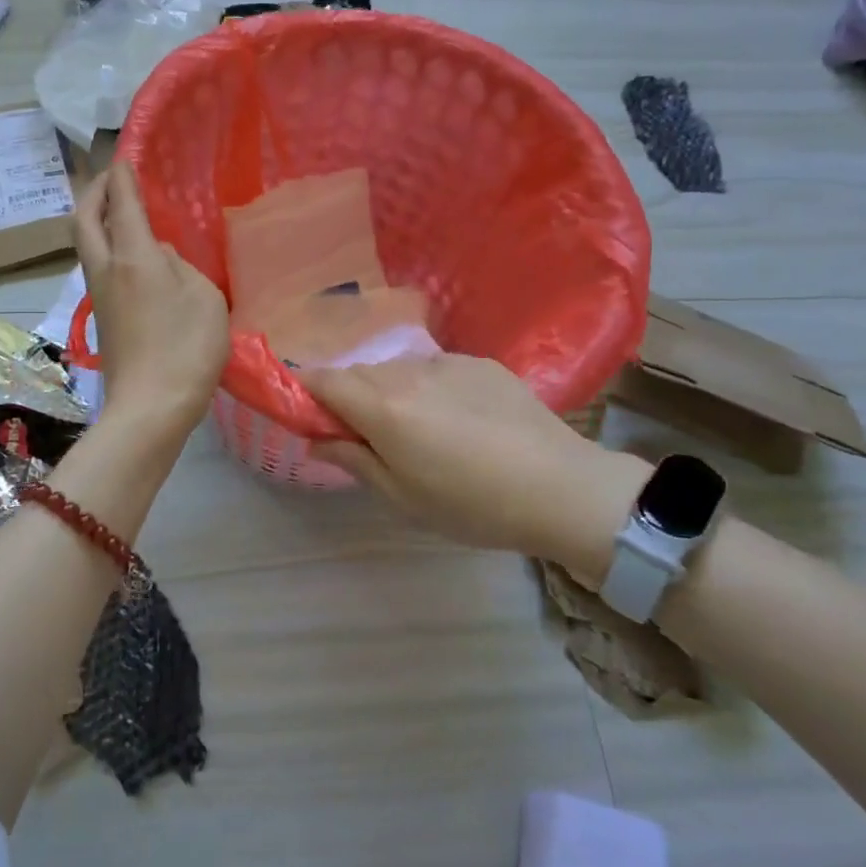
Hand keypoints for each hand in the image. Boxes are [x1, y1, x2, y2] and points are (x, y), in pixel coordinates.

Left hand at [73, 160, 228, 444]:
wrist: (150, 408)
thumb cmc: (186, 348)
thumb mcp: (204, 297)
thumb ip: (182, 267)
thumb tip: (159, 256)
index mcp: (132, 256)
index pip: (121, 202)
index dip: (122, 176)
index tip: (124, 157)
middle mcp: (106, 269)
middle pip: (83, 218)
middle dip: (93, 191)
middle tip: (111, 179)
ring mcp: (100, 295)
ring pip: (86, 244)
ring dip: (96, 219)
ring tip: (121, 211)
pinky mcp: (103, 317)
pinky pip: (98, 266)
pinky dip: (106, 245)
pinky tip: (132, 253)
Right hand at [299, 355, 649, 582]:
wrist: (561, 487)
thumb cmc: (473, 505)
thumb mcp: (403, 497)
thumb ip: (353, 460)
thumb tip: (316, 441)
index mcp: (383, 407)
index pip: (322, 380)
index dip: (304, 391)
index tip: (306, 414)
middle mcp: (408, 372)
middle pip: (358, 373)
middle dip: (347, 396)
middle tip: (363, 435)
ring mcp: (447, 362)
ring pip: (396, 369)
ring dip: (387, 390)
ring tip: (415, 429)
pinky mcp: (479, 362)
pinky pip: (434, 368)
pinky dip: (425, 386)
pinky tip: (455, 419)